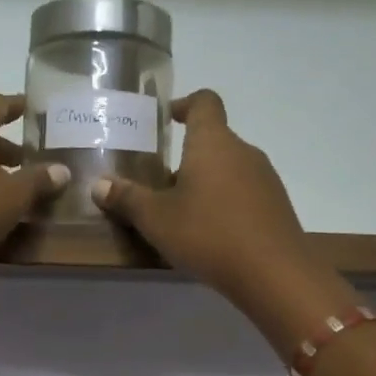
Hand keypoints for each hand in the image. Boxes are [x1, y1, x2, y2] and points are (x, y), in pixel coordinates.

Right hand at [86, 89, 318, 285]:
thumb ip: (127, 199)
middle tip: (160, 182)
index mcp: (213, 142)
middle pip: (214, 139)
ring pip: (229, 168)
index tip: (167, 118)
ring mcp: (265, 178)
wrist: (275, 274)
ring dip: (206, 181)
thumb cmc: (209, 234)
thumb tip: (99, 185)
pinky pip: (245, 192)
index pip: (204, 102)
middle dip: (187, 155)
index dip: (185, 104)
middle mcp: (243, 151)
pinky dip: (225, 202)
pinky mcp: (276, 206)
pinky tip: (211, 232)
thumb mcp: (156, 219)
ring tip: (182, 211)